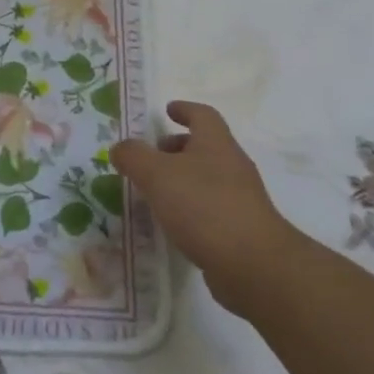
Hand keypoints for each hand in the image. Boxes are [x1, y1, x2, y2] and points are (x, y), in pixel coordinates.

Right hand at [111, 101, 297, 309]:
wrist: (253, 264)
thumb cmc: (203, 207)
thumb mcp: (157, 175)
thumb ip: (134, 156)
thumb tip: (121, 147)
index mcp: (216, 144)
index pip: (203, 115)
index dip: (184, 109)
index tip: (167, 110)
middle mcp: (232, 165)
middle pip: (205, 147)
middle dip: (177, 147)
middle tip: (152, 156)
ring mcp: (240, 198)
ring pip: (207, 177)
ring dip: (182, 178)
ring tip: (155, 192)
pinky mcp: (241, 228)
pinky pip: (211, 206)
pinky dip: (191, 206)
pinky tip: (173, 222)